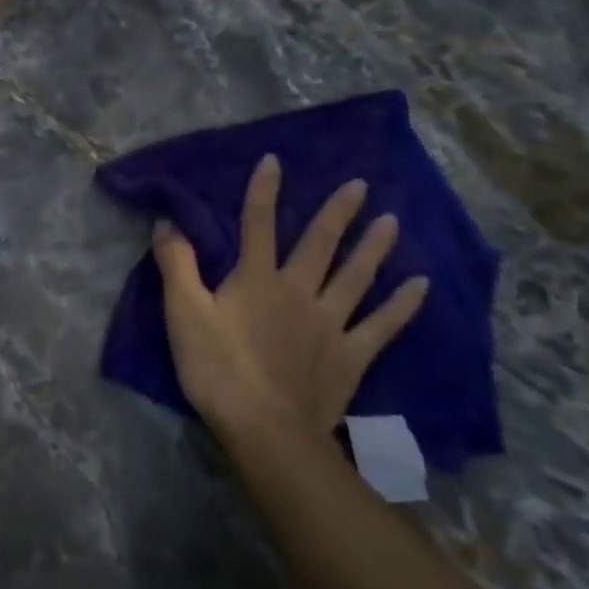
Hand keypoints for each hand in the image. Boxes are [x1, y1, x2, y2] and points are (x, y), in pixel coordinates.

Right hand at [152, 154, 428, 470]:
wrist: (265, 428)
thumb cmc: (216, 368)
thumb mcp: (183, 314)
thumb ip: (176, 266)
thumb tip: (168, 223)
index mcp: (256, 280)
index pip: (257, 225)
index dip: (263, 191)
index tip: (275, 160)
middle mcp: (299, 291)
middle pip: (319, 244)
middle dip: (336, 212)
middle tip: (360, 184)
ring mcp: (331, 323)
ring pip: (356, 276)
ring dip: (373, 247)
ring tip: (392, 220)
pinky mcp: (350, 355)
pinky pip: (382, 325)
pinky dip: (402, 305)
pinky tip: (420, 285)